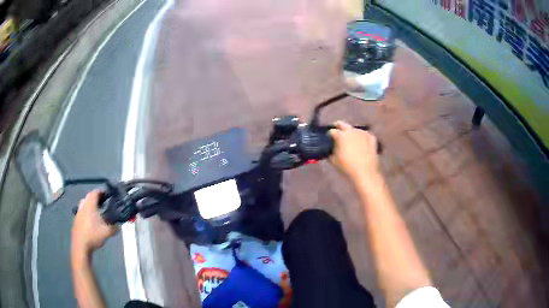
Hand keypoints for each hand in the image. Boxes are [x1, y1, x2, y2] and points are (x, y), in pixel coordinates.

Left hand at [72, 190, 117, 255]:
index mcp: (90, 205)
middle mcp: (83, 206)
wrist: (80, 245)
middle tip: (103, 202)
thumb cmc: (93, 235)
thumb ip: (114, 227)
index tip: (107, 195)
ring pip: (84, 203)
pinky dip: (87, 212)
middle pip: (89, 197)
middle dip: (96, 198)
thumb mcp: (107, 233)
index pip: (95, 193)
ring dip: (90, 204)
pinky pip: (82, 211)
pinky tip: (91, 220)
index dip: (101, 192)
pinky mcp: (76, 219)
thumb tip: (119, 225)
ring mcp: (78, 212)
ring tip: (97, 211)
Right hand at [328, 121, 379, 180]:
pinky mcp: (371, 137)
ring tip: (350, 141)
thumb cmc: (347, 167)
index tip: (328, 139)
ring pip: (353, 129)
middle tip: (336, 133)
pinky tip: (361, 144)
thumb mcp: (333, 160)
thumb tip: (330, 148)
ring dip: (350, 133)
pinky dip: (361, 137)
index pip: (331, 131)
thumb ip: (330, 151)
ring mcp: (362, 133)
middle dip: (337, 127)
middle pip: (342, 124)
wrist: (366, 172)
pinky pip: (364, 134)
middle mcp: (351, 130)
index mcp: (340, 135)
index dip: (328, 135)